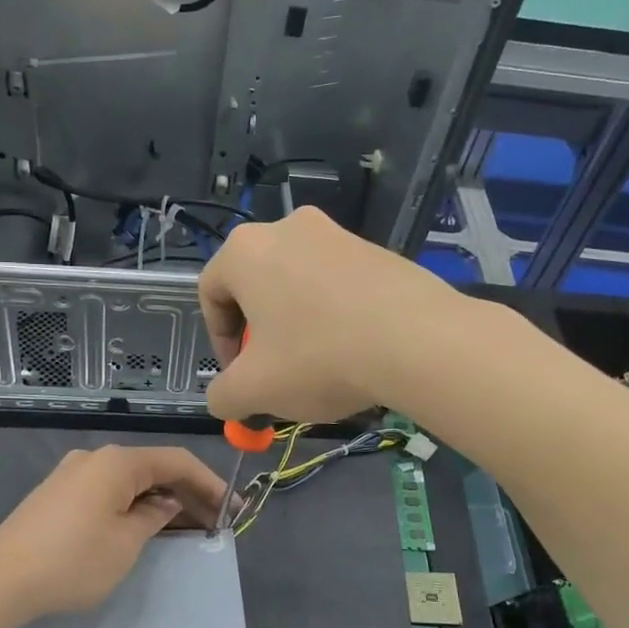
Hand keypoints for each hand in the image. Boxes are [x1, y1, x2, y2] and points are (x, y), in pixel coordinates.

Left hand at [0, 446, 228, 618]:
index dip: (209, 483)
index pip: (176, 461)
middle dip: (187, 494)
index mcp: (116, 462)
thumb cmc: (72, 561)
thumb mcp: (126, 544)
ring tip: (188, 528)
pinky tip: (147, 526)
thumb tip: (167, 504)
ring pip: (130, 481)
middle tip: (215, 523)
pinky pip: (109, 491)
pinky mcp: (58, 494)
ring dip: (161, 501)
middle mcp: (95, 458)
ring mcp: (73, 475)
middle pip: (153, 469)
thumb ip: (155, 517)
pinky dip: (134, 505)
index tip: (231, 509)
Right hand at [199, 206, 457, 422]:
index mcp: (245, 250)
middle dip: (258, 334)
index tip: (238, 376)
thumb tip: (223, 400)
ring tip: (315, 366)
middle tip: (273, 373)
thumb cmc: (319, 357)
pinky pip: (336, 284)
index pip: (210, 293)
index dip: (219, 341)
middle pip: (255, 286)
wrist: (418, 340)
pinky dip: (332, 316)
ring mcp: (336, 233)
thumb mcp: (255, 390)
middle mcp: (286, 228)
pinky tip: (351, 352)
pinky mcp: (376, 249)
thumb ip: (223, 396)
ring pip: (297, 285)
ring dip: (295, 325)